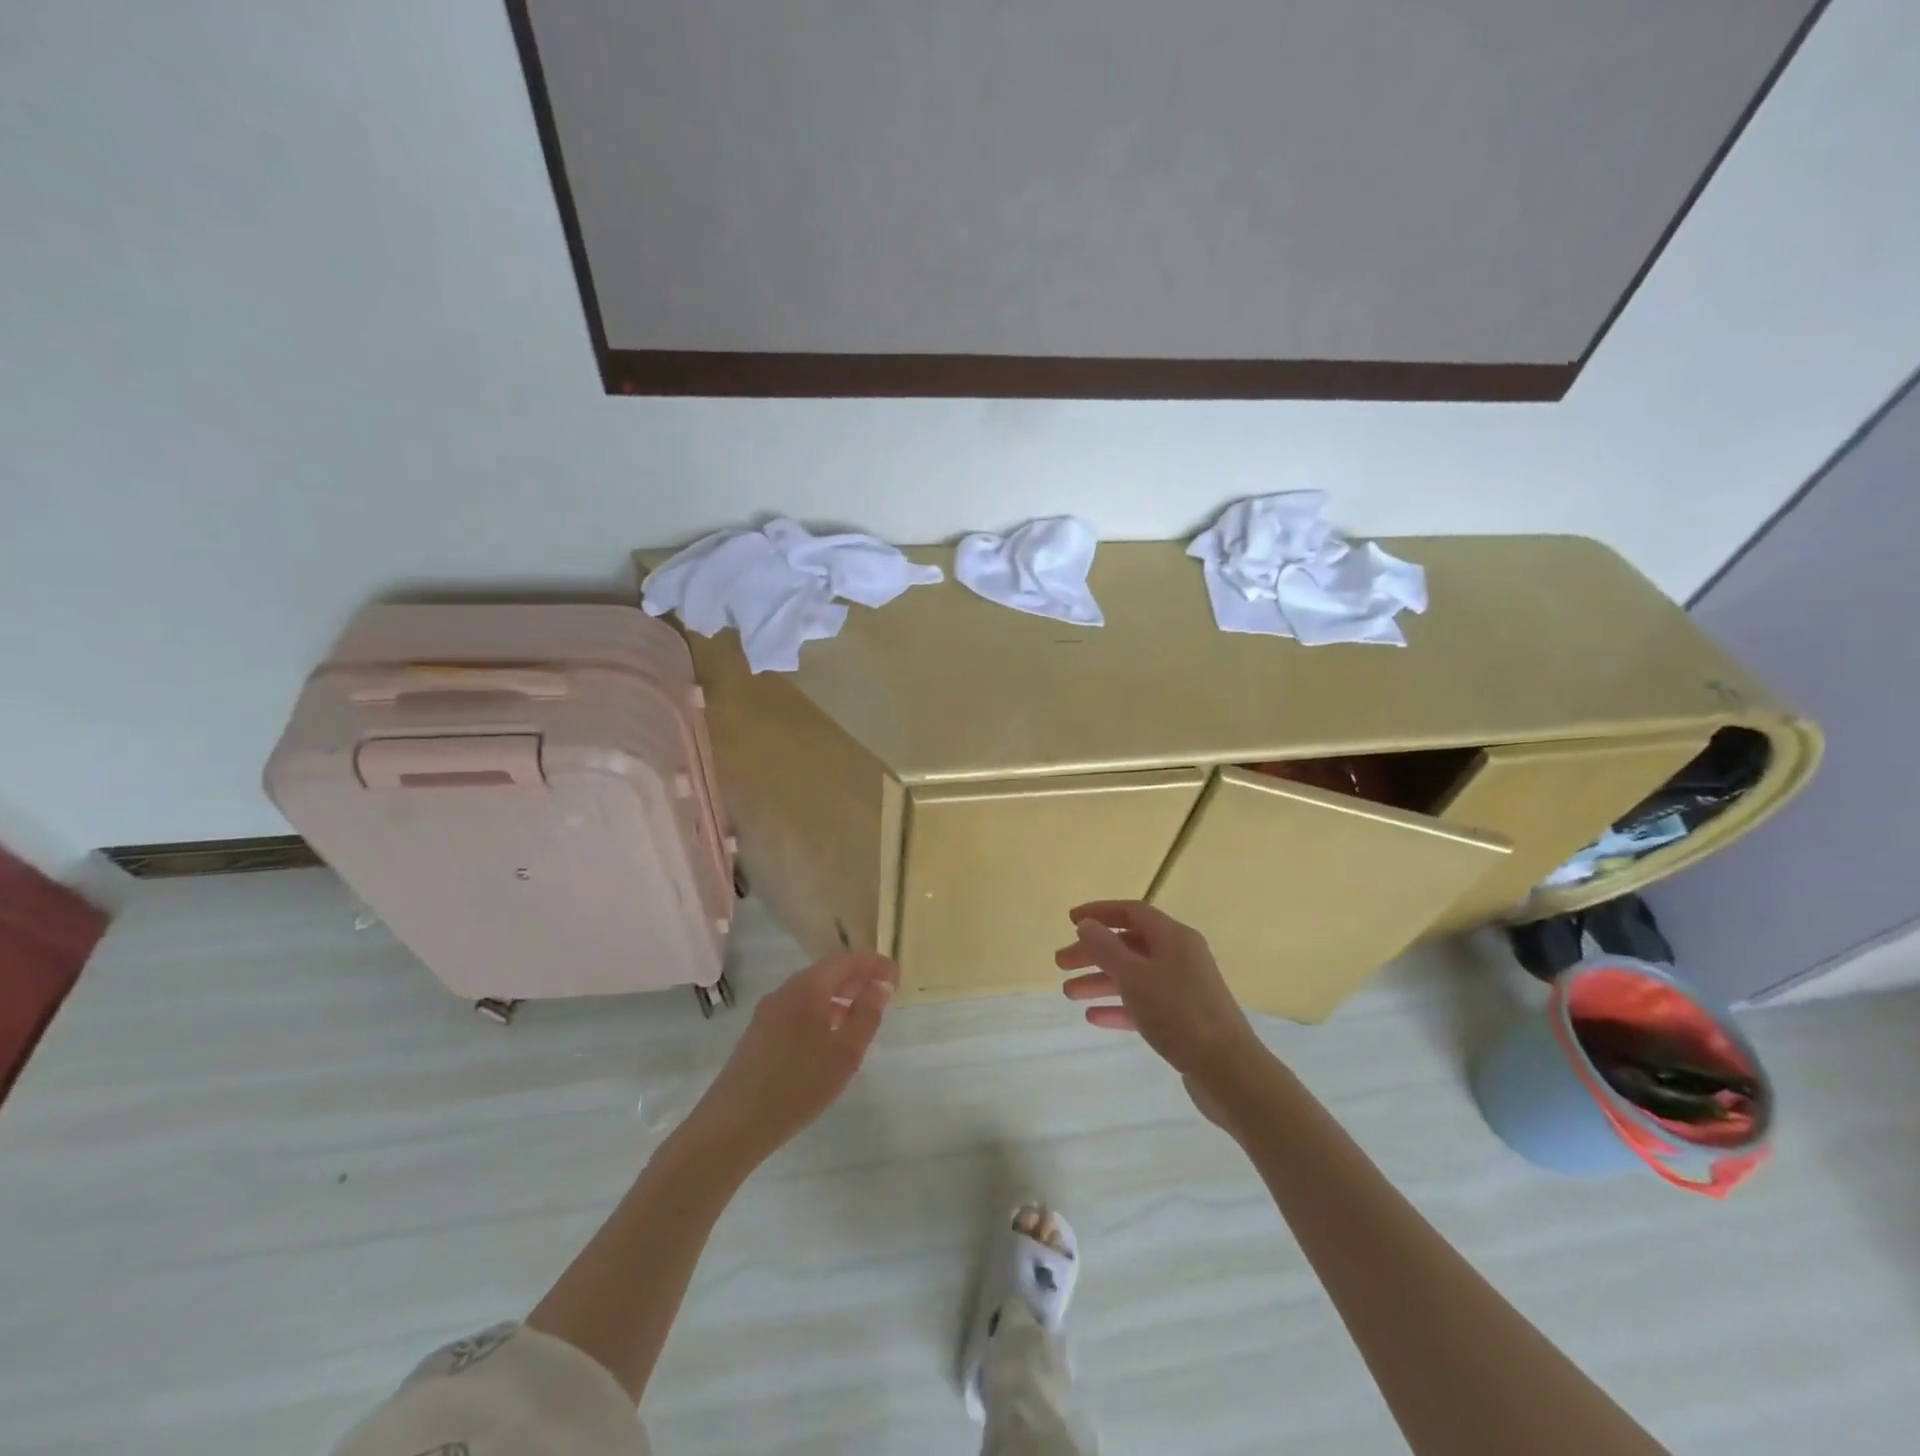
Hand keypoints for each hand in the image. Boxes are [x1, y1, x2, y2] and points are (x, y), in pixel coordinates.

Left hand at [692, 953, 898, 1158]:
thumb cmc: (797, 1085)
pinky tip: (830, 1039)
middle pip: (827, 974)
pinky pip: (798, 1011)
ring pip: (812, 994)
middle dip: (857, 980)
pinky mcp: (759, 1034)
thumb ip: (867, 1015)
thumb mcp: (844, 1053)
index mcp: (807, 988)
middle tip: (884, 992)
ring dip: (840, 998)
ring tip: (862, 1017)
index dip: (873, 964)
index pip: (846, 961)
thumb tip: (879, 987)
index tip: (896, 974)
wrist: (733, 1125)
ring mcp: (768, 1013)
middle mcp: (785, 991)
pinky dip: (822, 1014)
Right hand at [1056, 901, 1266, 1125]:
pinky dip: (1119, 1006)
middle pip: (1129, 944)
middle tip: (1061, 963)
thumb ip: (1105, 948)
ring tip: (1069, 993)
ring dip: (1100, 980)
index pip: (1132, 912)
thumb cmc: (1178, 1013)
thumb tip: (1086, 924)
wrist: (1229, 1071)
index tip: (1070, 920)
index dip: (1099, 912)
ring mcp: (1183, 988)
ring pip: (1134, 975)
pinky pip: (1144, 1003)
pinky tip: (1094, 1017)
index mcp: (1173, 937)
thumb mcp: (1134, 976)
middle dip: (1093, 951)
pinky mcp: (1184, 1019)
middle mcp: (1180, 956)